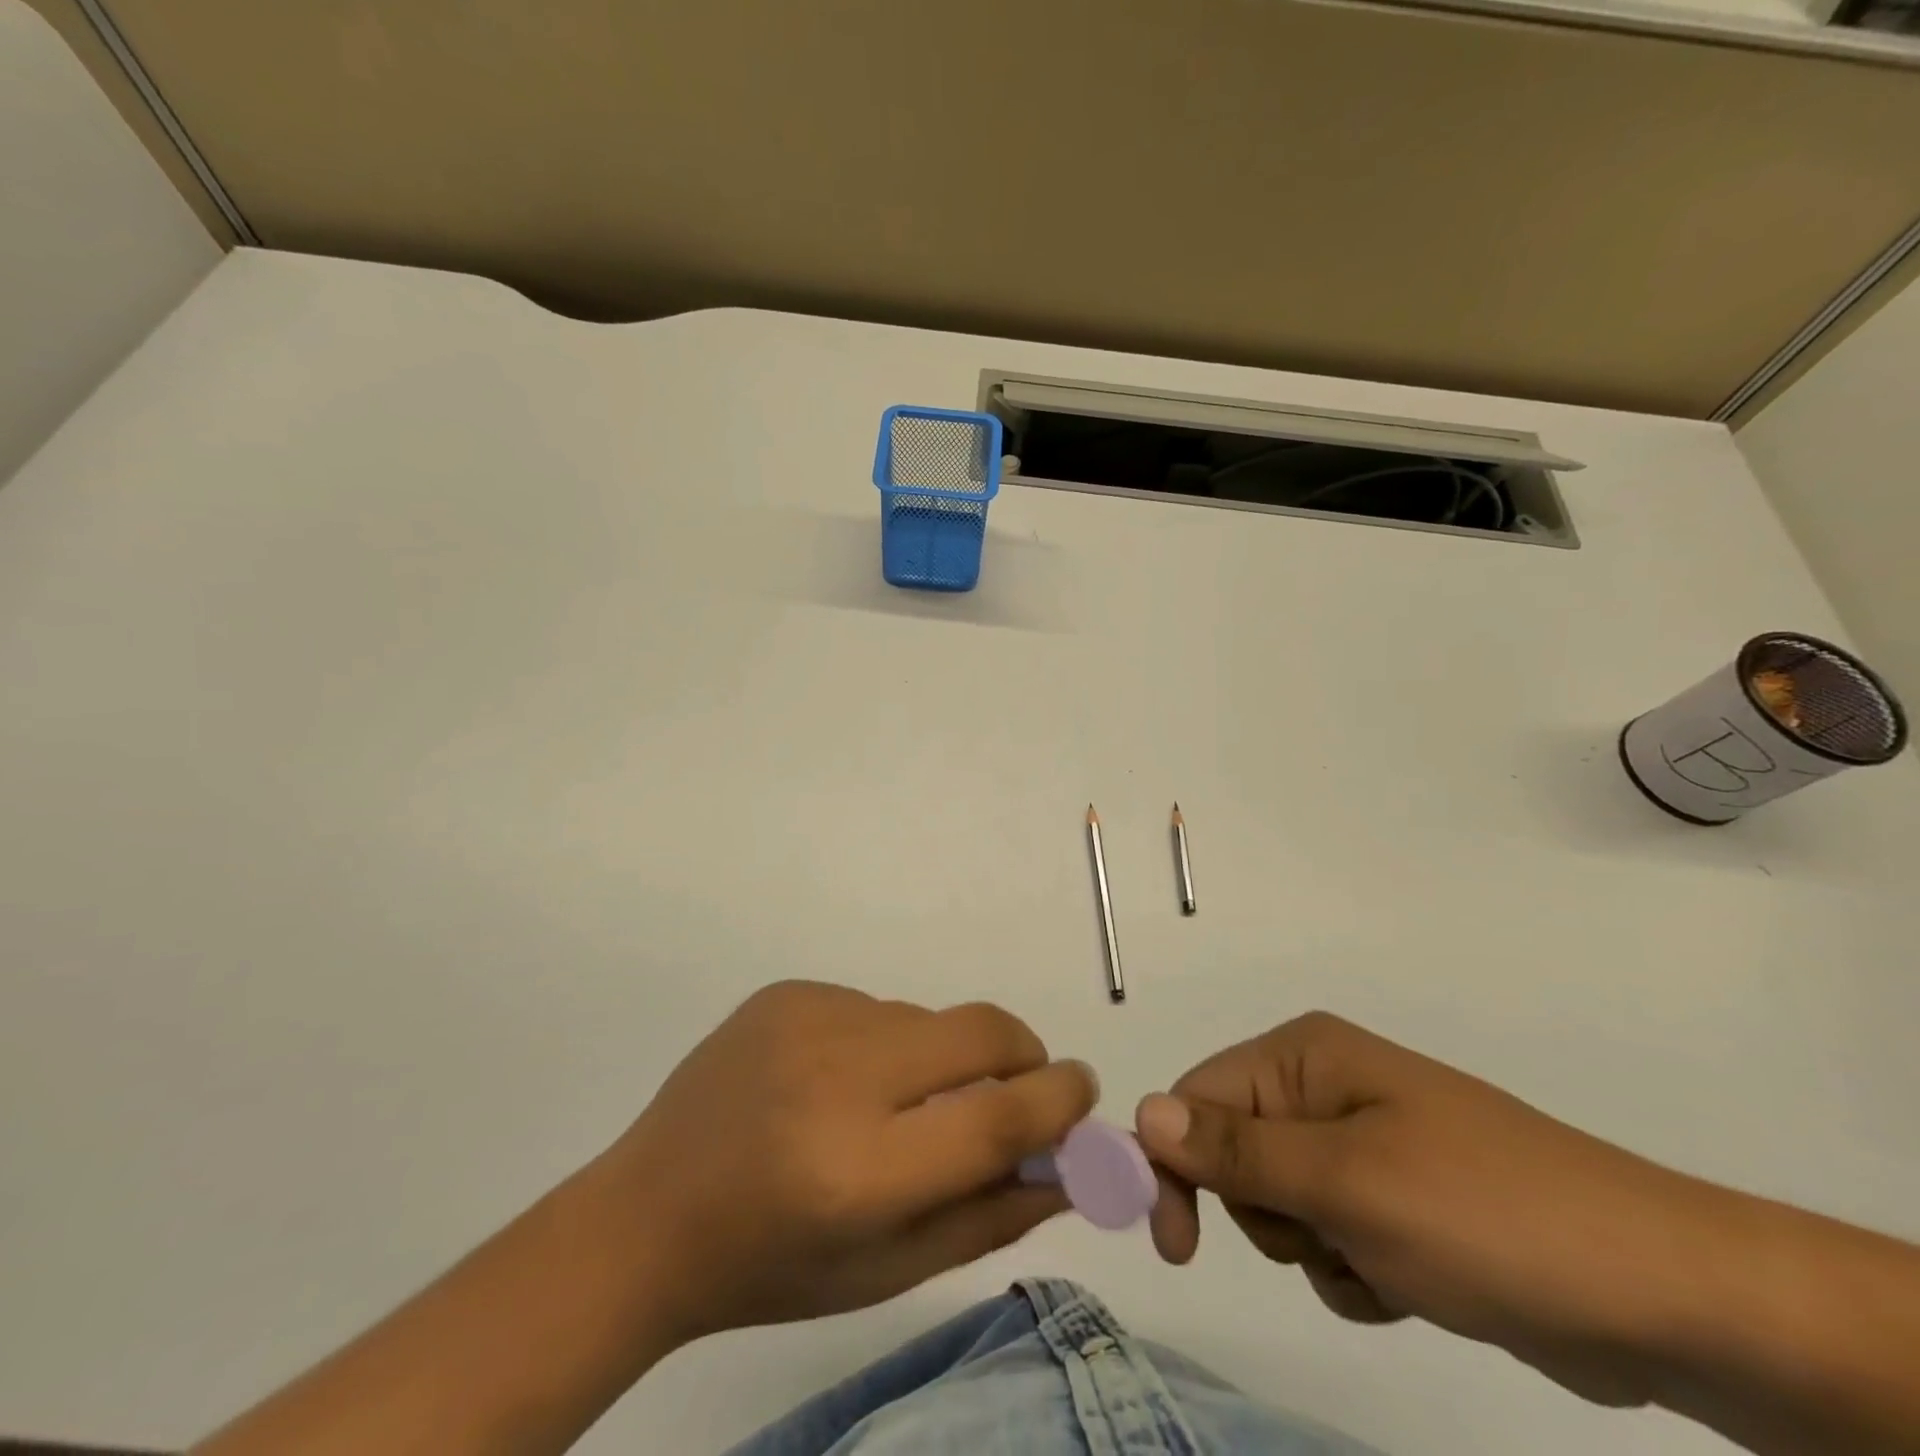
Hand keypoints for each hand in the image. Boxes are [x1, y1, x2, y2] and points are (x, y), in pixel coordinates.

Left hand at [596, 980, 1095, 1340]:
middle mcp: (836, 1078)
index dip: (1056, 1100)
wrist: (648, 1213)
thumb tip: (1070, 1164)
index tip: (1081, 1089)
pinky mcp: (787, 991)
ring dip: (936, 1056)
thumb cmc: (771, 1265)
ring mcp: (807, 1020)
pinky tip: (833, 1081)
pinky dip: (882, 1042)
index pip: (994, 1117)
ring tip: (889, 1102)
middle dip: (1019, 1052)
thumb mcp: (886, 1270)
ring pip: (924, 1019)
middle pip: (976, 1031)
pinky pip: (873, 1006)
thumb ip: (988, 1215)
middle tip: (1018, 1082)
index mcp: (859, 1172)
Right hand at [1134, 1012, 1731, 1406]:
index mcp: (1305, 1056)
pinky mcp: (1396, 1199)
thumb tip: (1140, 1113)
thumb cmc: (1488, 1218)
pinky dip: (1353, 1270)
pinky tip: (1411, 1284)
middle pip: (1233, 1151)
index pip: (1197, 1098)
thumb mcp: (1347, 1184)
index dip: (1175, 1166)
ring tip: (1383, 1261)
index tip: (1176, 1247)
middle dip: (1265, 1211)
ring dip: (1314, 1248)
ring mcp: (1363, 1142)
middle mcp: (1324, 1086)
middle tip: (1323, 1238)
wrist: (1666, 1297)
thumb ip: (1235, 1150)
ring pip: (1279, 1203)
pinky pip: (1329, 1236)